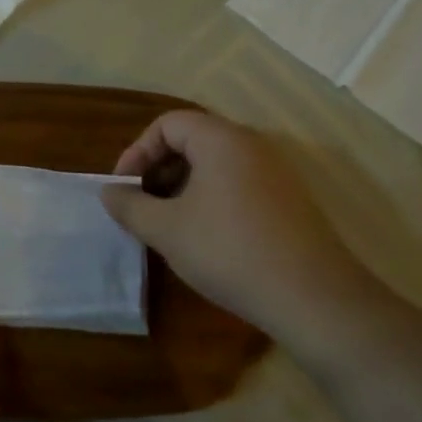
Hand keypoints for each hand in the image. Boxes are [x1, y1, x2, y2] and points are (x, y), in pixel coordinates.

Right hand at [102, 110, 382, 337]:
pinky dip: (210, 199)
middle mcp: (252, 145)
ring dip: (182, 187)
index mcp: (221, 140)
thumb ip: (130, 205)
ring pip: (215, 165)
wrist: (312, 297)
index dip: (137, 151)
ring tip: (168, 224)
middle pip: (193, 140)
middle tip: (141, 206)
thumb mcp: (166, 229)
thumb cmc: (228, 251)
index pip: (168, 123)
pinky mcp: (288, 201)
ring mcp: (275, 173)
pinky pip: (238, 184)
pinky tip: (203, 237)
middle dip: (158, 170)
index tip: (123, 188)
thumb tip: (109, 192)